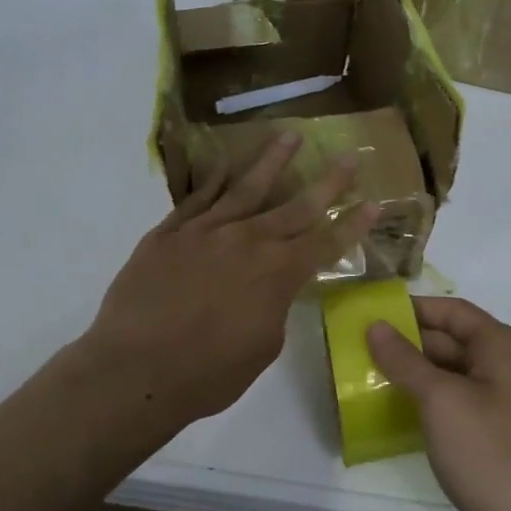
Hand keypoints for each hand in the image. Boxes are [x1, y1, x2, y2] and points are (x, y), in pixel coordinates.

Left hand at [87, 134, 377, 426]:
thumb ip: (275, 306)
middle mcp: (248, 240)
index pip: (326, 242)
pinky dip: (214, 180)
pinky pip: (198, 198)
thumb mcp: (263, 347)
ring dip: (273, 162)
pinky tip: (225, 165)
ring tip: (290, 137)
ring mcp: (206, 231)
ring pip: (246, 187)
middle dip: (328, 182)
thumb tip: (271, 287)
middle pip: (296, 206)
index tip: (375, 202)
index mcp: (278, 273)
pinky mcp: (170, 233)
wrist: (135, 369)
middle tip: (349, 157)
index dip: (354, 224)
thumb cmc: (208, 373)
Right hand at [367, 297, 510, 510]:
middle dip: (407, 346)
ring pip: (454, 380)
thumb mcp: (442, 402)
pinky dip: (431, 410)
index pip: (450, 311)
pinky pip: (461, 411)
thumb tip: (376, 325)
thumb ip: (406, 361)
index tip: (369, 317)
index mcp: (500, 346)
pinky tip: (400, 421)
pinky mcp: (503, 443)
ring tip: (368, 384)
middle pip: (451, 343)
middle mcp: (508, 368)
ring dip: (415, 380)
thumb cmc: (496, 456)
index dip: (411, 310)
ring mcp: (508, 408)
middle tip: (358, 353)